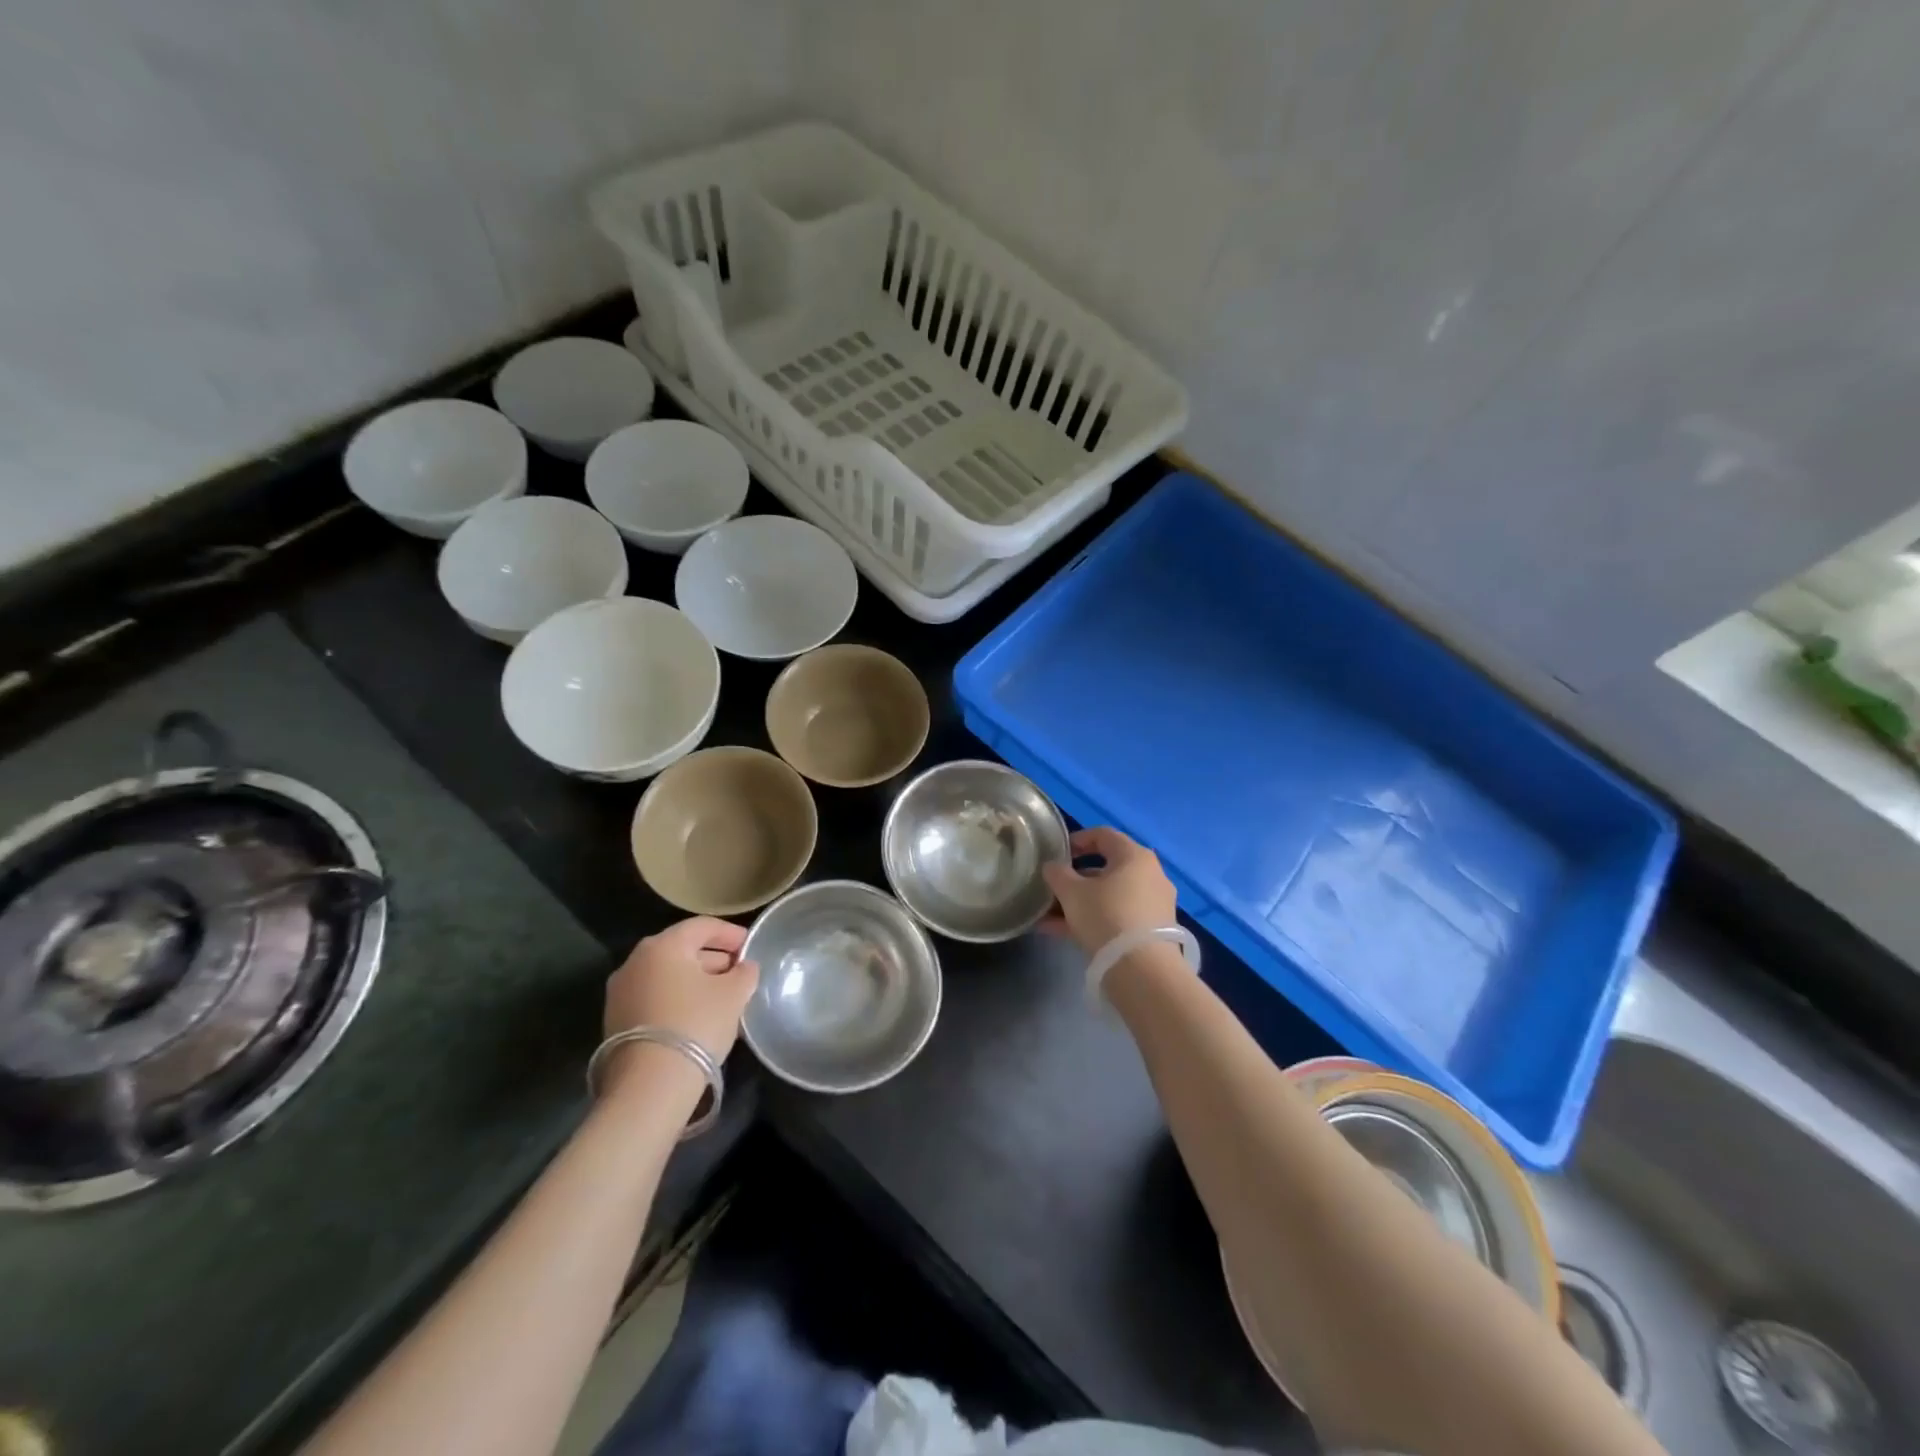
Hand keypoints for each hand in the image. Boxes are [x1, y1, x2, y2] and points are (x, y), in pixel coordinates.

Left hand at [603, 917, 759, 1064]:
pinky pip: (656, 998)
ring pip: (668, 976)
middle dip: (715, 959)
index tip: (751, 947)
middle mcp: (635, 962)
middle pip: (683, 950)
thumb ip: (744, 972)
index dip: (731, 933)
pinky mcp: (616, 1021)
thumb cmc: (696, 1024)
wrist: (649, 1085)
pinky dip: (679, 1000)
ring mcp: (621, 992)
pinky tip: (700, 1018)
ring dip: (697, 982)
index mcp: (663, 946)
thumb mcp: (734, 994)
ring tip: (725, 999)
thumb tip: (744, 967)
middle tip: (740, 974)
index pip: (703, 926)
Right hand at [1039, 826, 1177, 953]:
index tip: (1056, 854)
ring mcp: (1153, 904)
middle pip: (1106, 868)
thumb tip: (1052, 867)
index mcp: (1134, 856)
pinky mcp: (1152, 931)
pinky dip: (1092, 919)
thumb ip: (1057, 874)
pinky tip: (1062, 933)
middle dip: (1074, 879)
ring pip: (1109, 896)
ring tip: (1048, 917)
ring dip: (1079, 903)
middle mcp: (1150, 875)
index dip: (1077, 840)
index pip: (1103, 835)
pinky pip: (1116, 916)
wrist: (1143, 970)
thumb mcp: (1072, 892)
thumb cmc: (1106, 916)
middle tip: (1052, 888)